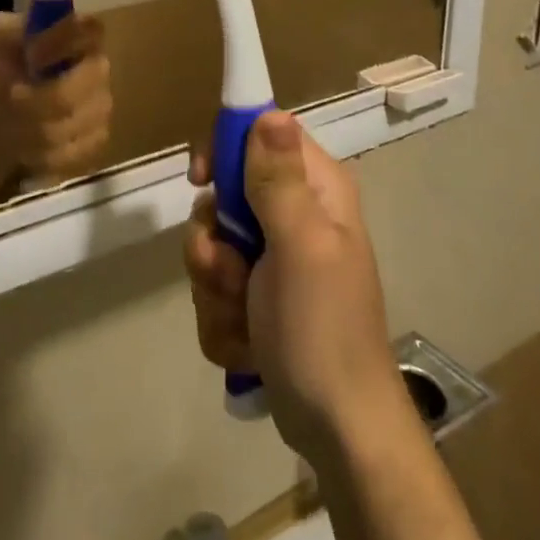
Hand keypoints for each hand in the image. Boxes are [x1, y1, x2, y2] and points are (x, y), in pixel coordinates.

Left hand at [0, 12, 112, 202]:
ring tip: (15, 127)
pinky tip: (29, 149)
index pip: (91, 27)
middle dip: (45, 96)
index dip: (63, 43)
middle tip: (13, 100)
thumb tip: (37, 41)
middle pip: (91, 78)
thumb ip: (14, 29)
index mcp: (74, 35)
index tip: (32, 59)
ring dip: (39, 127)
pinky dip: (47, 153)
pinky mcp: (97, 139)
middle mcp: (97, 66)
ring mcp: (102, 104)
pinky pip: (79, 148)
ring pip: (81, 117)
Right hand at [184, 112, 408, 467]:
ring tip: (245, 319)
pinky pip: (215, 290)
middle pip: (223, 196)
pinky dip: (222, 319)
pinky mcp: (258, 298)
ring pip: (212, 246)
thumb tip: (269, 111)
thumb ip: (278, 180)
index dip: (226, 151)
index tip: (203, 181)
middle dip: (213, 241)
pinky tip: (247, 344)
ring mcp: (274, 260)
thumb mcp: (300, 246)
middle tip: (232, 273)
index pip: (260, 136)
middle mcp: (294, 216)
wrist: (337, 428)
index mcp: (315, 191)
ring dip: (215, 287)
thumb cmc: (322, 329)